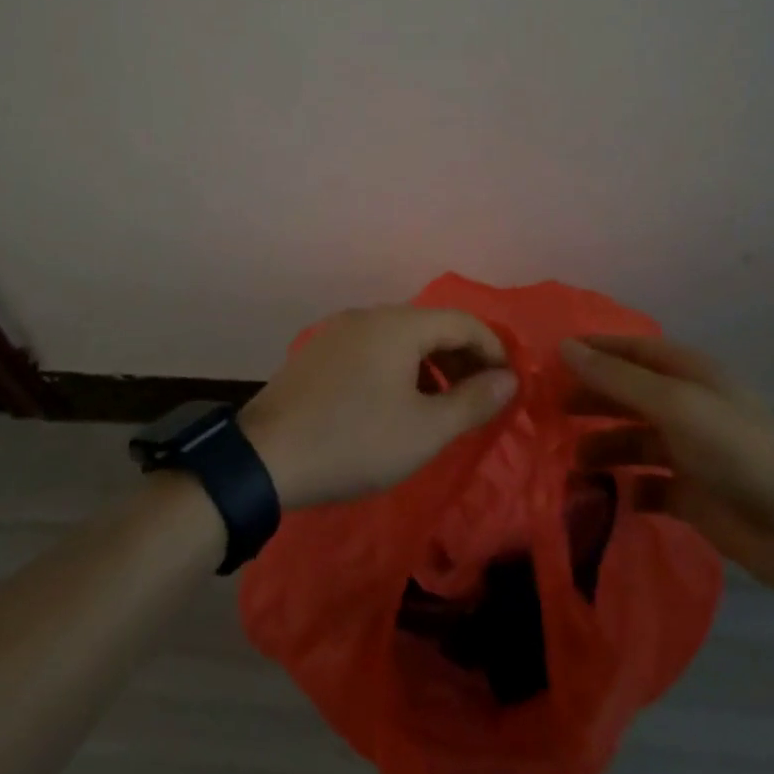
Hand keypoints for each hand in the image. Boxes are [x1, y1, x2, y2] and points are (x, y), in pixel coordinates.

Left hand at [240, 306, 516, 509]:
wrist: (264, 457)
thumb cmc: (355, 441)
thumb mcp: (424, 430)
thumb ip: (473, 401)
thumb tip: (509, 379)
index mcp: (399, 324)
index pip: (463, 323)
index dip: (493, 350)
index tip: (508, 386)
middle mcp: (370, 315)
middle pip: (432, 326)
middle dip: (463, 358)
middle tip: (480, 398)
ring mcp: (339, 331)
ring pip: (402, 338)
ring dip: (432, 365)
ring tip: (442, 405)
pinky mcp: (319, 352)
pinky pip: (374, 349)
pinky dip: (400, 368)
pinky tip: (397, 404)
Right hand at [562, 335, 773, 592]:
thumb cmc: (736, 450)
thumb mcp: (674, 404)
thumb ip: (616, 379)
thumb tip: (563, 347)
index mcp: (686, 373)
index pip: (628, 350)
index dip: (591, 351)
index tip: (546, 361)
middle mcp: (684, 405)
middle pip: (625, 394)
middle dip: (589, 400)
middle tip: (545, 412)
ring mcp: (687, 451)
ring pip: (630, 440)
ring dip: (601, 448)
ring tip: (569, 463)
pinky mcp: (690, 494)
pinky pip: (645, 485)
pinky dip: (624, 489)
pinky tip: (604, 497)